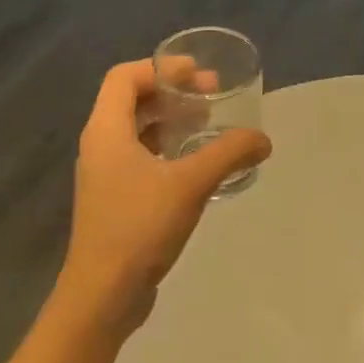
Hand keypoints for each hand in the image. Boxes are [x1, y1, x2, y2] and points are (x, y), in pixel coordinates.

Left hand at [58, 59, 271, 335]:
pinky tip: (195, 166)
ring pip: (136, 131)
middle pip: (131, 100)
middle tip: (211, 97)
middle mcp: (100, 146)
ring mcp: (104, 175)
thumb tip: (263, 139)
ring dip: (170, 121)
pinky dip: (166, 150)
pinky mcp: (114, 200)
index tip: (198, 75)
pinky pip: (139, 158)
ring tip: (207, 126)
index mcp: (106, 130)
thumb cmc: (139, 227)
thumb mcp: (190, 184)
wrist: (103, 294)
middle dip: (171, 92)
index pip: (124, 76)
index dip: (161, 68)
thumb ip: (228, 154)